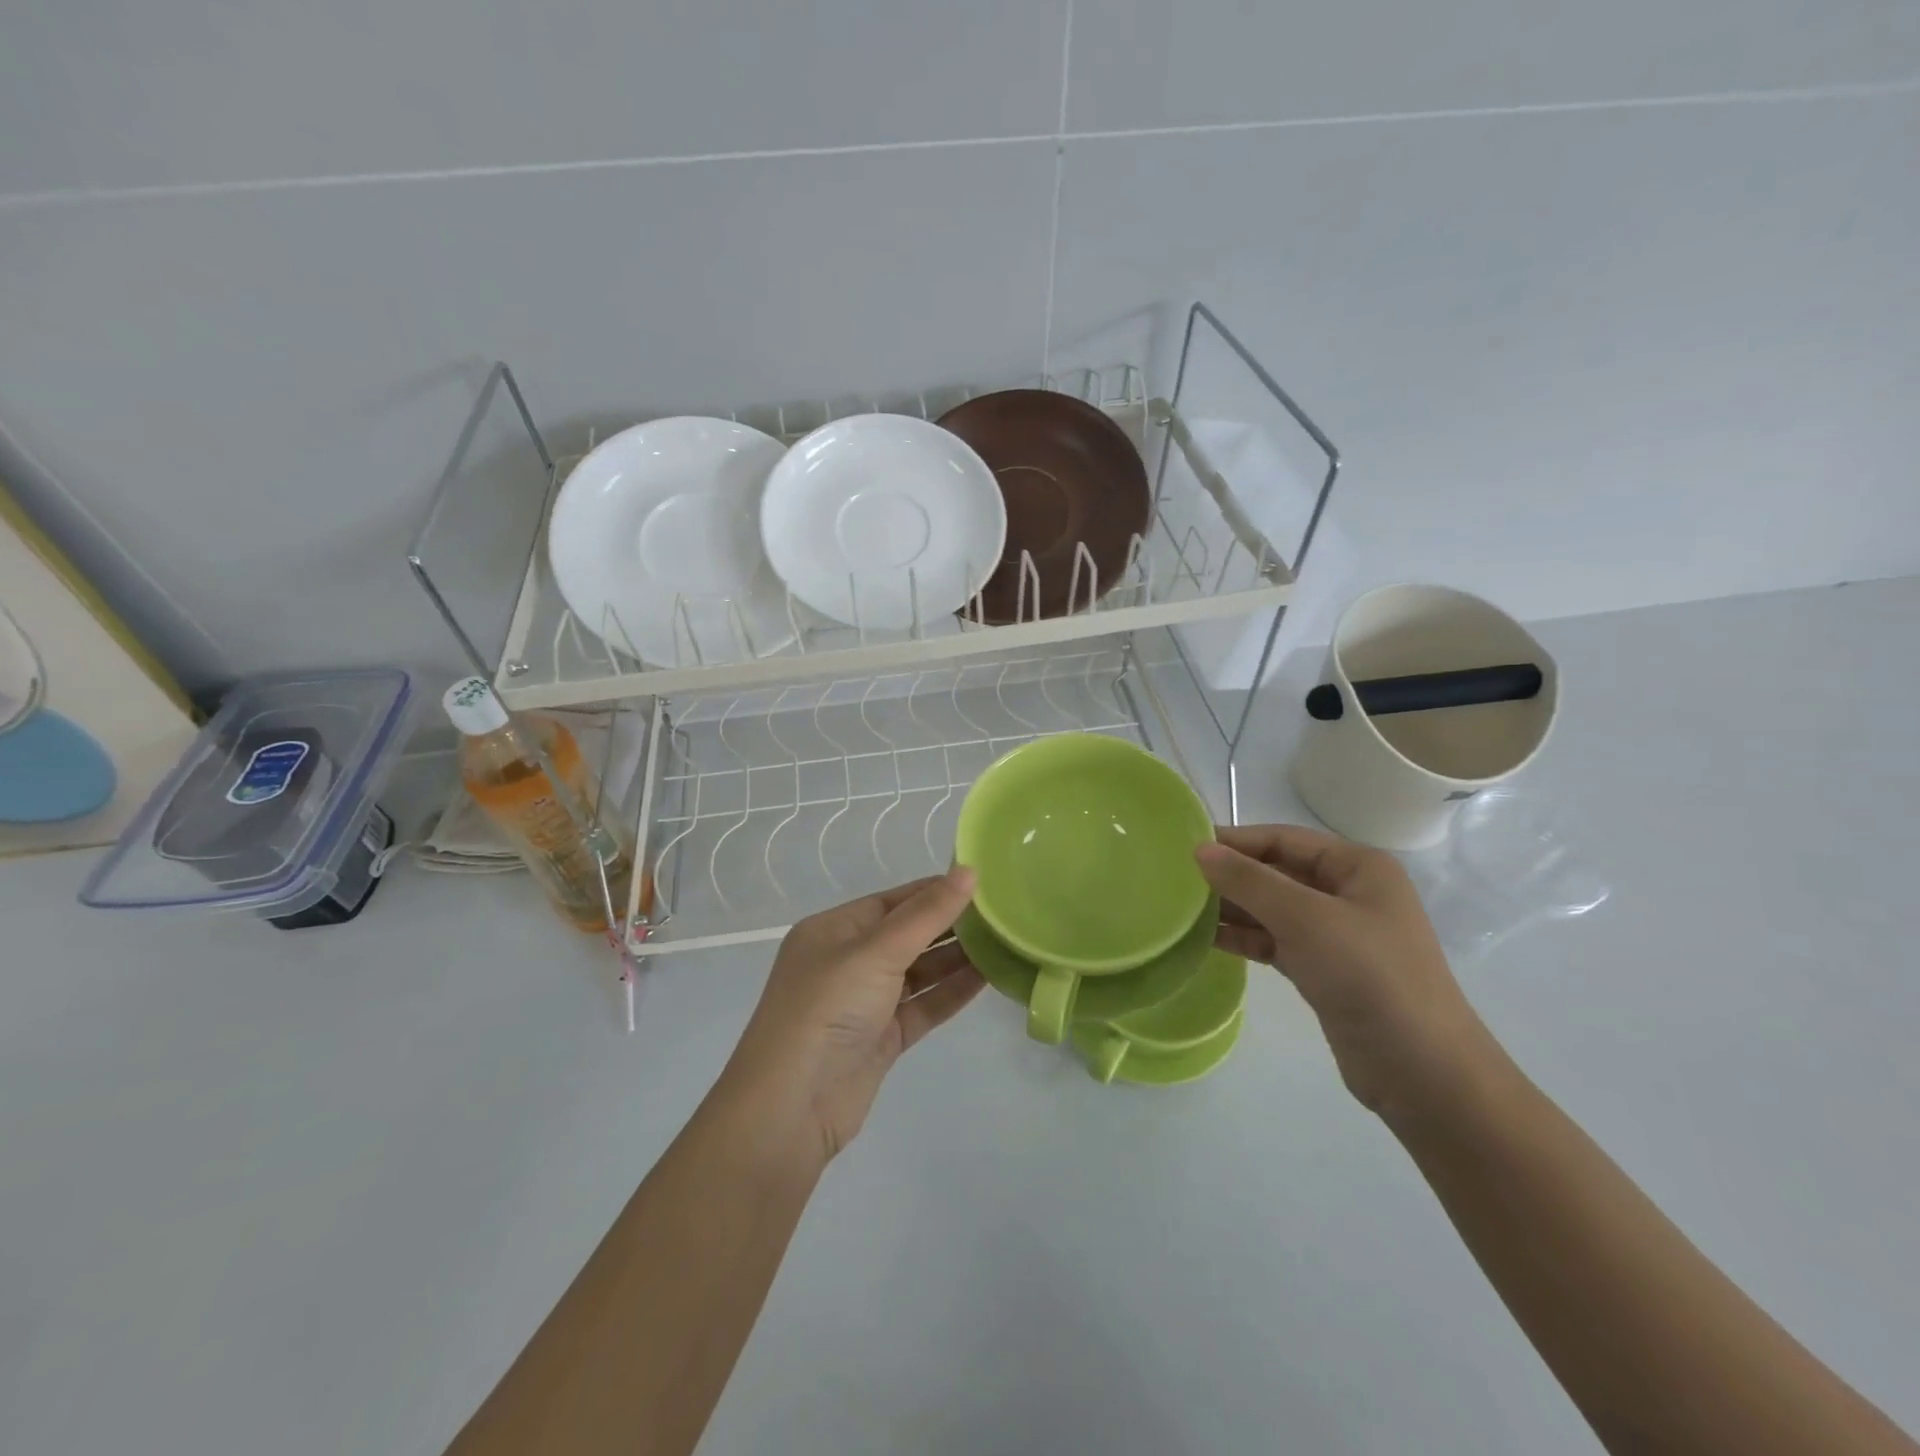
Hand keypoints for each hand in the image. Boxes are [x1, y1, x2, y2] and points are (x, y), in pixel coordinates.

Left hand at [716, 870, 984, 1170]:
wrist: (790, 1109)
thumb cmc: (826, 1010)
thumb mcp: (876, 952)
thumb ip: (926, 914)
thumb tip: (969, 870)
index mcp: (833, 930)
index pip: (893, 901)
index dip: (935, 890)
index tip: (983, 882)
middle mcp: (847, 961)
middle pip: (907, 934)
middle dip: (951, 924)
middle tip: (1003, 912)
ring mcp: (864, 1002)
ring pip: (918, 971)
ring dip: (956, 958)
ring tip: (1005, 940)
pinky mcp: (880, 1038)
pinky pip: (922, 1006)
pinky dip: (950, 992)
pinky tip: (987, 977)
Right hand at [1195, 824, 1495, 1119]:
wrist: (1422, 1072)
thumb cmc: (1370, 977)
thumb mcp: (1307, 919)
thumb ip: (1250, 881)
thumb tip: (1200, 849)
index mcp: (1357, 866)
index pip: (1284, 839)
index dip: (1236, 841)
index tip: (1185, 847)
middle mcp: (1347, 893)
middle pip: (1276, 872)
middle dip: (1231, 875)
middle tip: (1176, 880)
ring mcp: (1335, 933)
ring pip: (1272, 908)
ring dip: (1233, 907)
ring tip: (1182, 909)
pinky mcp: (1323, 969)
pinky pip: (1274, 941)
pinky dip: (1244, 937)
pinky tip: (1208, 938)